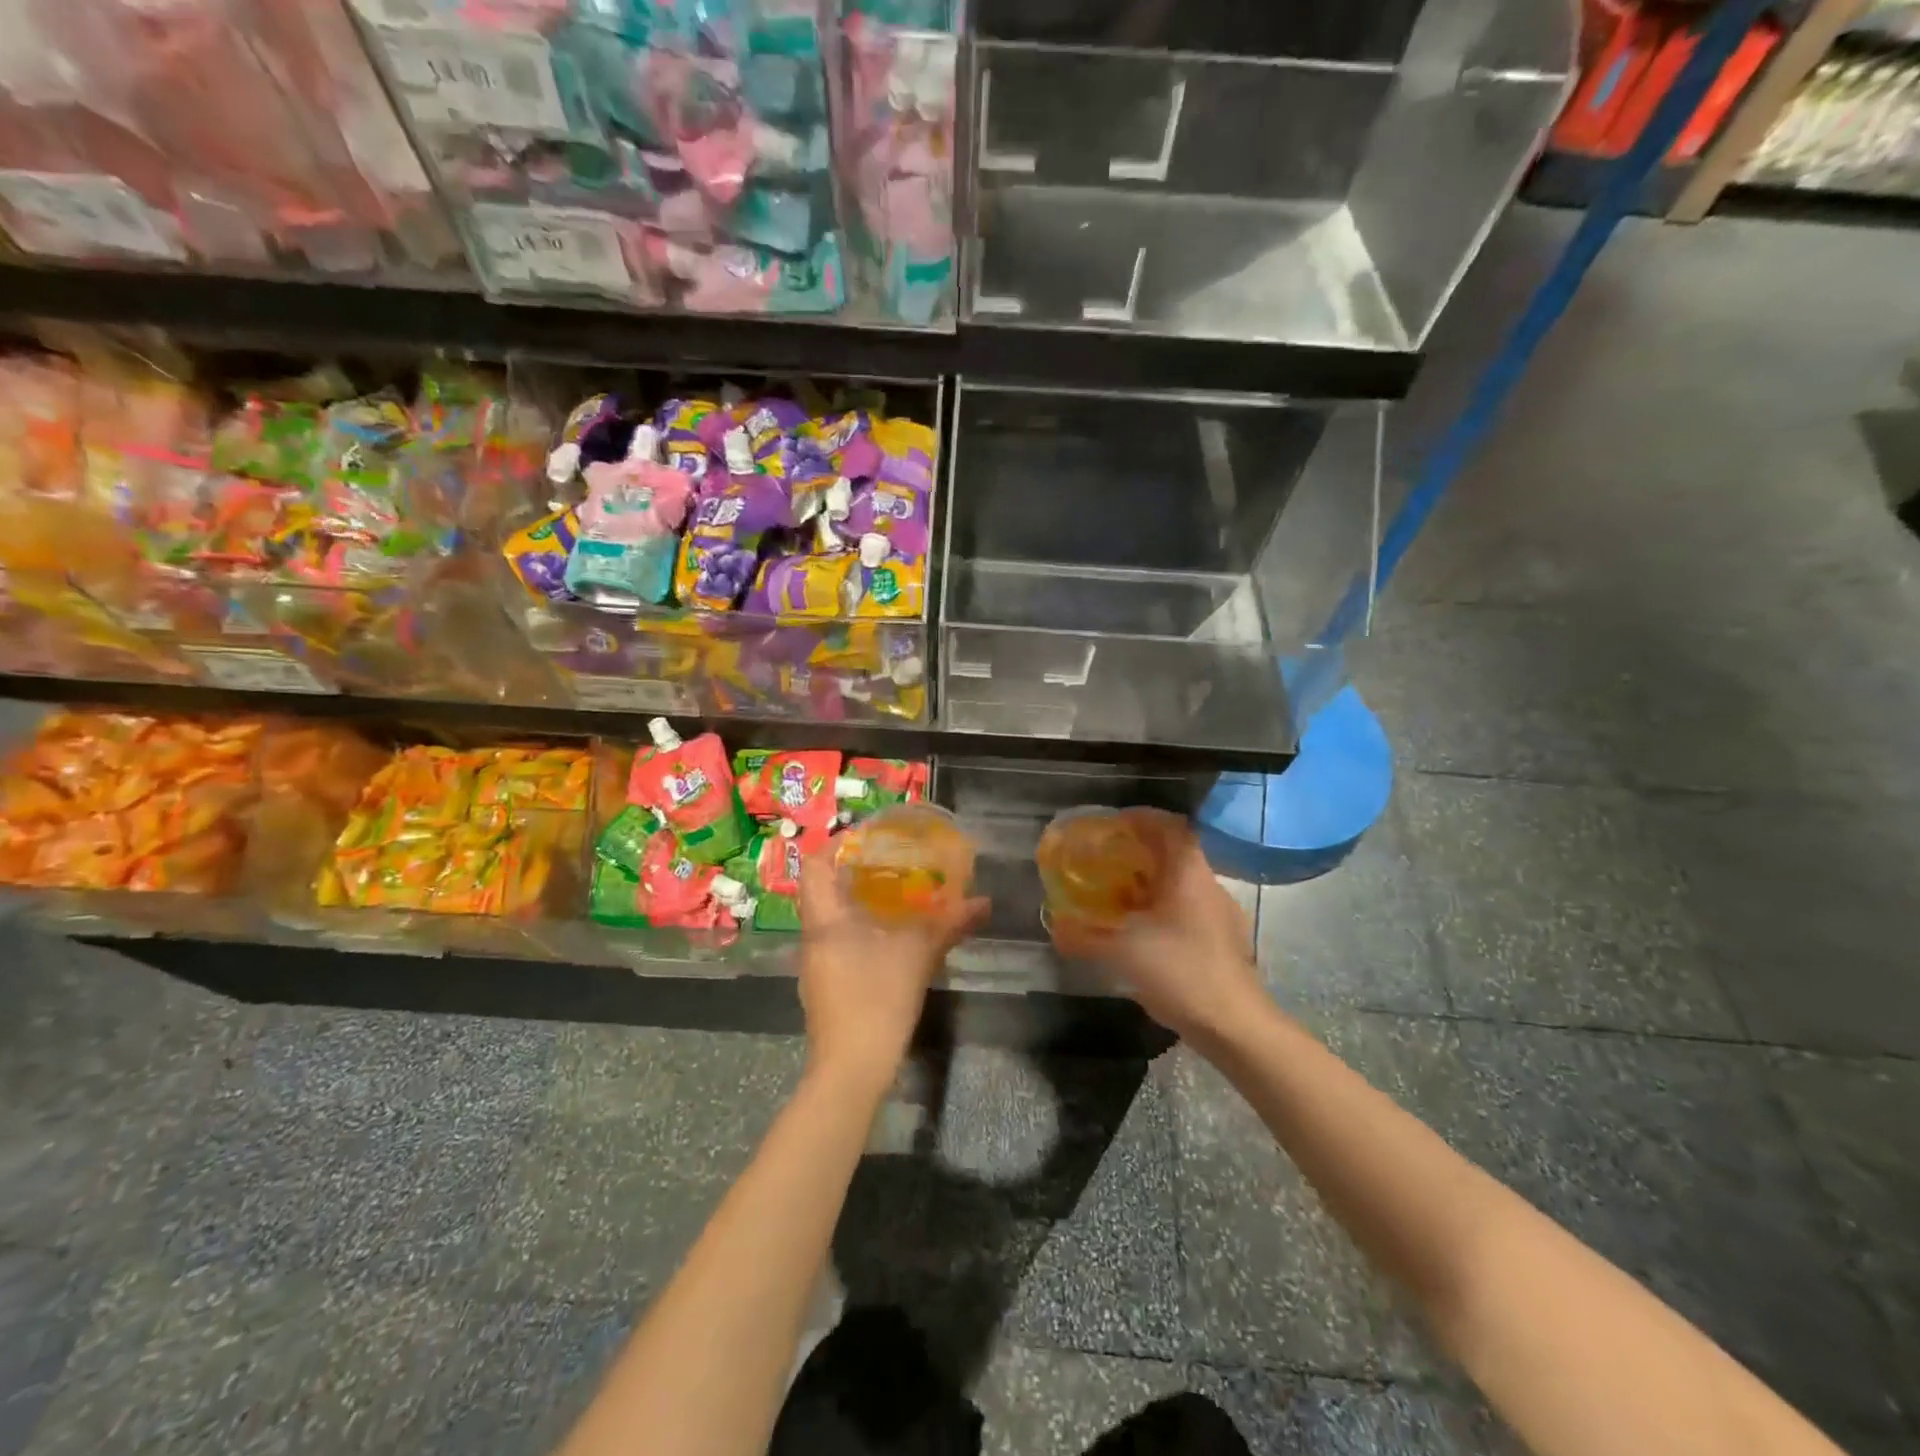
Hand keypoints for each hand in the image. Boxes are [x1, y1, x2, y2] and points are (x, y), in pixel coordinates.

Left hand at [796, 853, 989, 1094]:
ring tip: (895, 896)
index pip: (815, 866)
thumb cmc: (877, 1000)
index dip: (836, 845)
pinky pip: (838, 944)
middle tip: (891, 863)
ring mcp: (815, 966)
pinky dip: (860, 932)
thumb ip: (949, 925)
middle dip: (854, 874)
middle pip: (823, 891)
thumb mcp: (917, 956)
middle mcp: (813, 938)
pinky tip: (889, 939)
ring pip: (831, 920)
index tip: (868, 838)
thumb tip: (984, 902)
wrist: (851, 1070)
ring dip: (858, 905)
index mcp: (825, 920)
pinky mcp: (825, 988)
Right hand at [1047, 808, 1263, 1043]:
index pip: (1169, 825)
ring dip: (1149, 883)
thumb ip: (1085, 937)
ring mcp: (1219, 913)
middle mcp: (1208, 885)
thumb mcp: (1123, 953)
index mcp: (1188, 874)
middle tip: (1104, 861)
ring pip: (1180, 883)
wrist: (1236, 1026)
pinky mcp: (1222, 940)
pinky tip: (1141, 932)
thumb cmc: (1182, 972)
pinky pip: (1187, 909)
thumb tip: (1056, 927)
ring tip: (1116, 896)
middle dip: (1137, 852)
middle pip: (1173, 852)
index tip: (1110, 826)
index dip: (1139, 818)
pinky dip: (1161, 909)